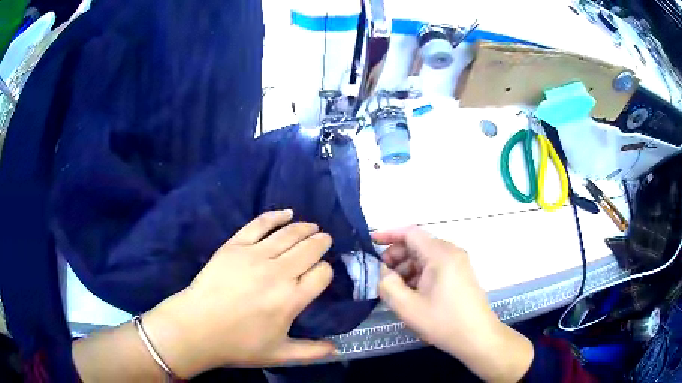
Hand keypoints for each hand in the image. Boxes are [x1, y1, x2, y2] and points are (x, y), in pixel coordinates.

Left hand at [143, 210, 335, 377]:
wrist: (197, 327)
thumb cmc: (239, 344)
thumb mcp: (279, 354)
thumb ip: (311, 352)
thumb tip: (337, 349)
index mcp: (291, 299)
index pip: (322, 273)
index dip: (325, 270)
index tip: (322, 273)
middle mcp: (278, 273)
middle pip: (309, 249)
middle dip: (321, 242)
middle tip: (324, 239)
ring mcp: (255, 256)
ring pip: (288, 234)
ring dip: (304, 228)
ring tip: (312, 226)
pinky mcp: (235, 246)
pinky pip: (260, 224)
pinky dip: (275, 216)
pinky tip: (287, 213)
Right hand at [374, 228, 533, 382]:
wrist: (477, 336)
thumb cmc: (443, 321)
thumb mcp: (407, 307)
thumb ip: (388, 285)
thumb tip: (383, 271)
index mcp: (440, 254)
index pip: (411, 233)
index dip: (388, 235)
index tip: (371, 243)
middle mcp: (451, 252)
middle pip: (418, 245)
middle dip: (396, 257)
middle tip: (382, 276)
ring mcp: (459, 263)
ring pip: (426, 257)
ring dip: (407, 268)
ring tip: (395, 289)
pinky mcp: (461, 274)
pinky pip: (436, 266)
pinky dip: (420, 274)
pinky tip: (412, 293)